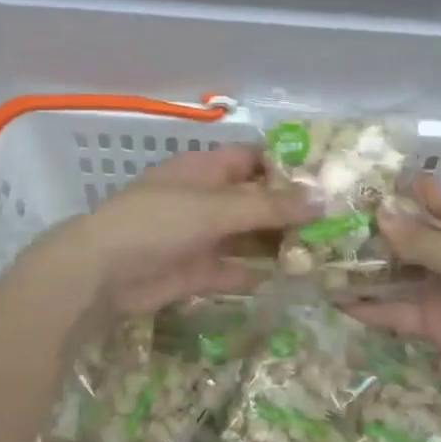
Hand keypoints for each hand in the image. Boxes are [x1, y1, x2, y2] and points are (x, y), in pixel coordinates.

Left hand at [53, 145, 317, 317]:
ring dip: (280, 244)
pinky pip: (236, 270)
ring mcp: (202, 236)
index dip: (288, 167)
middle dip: (291, 211)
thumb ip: (268, 206)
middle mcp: (207, 199)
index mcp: (207, 170)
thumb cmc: (158, 222)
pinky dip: (260, 275)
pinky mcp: (198, 271)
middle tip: (339, 224)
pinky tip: (294, 282)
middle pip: (257, 200)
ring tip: (326, 253)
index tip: (329, 179)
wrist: (102, 273)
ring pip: (249, 236)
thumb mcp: (215, 208)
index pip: (255, 159)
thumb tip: (322, 196)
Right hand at [343, 176, 440, 433]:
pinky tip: (335, 301)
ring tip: (315, 260)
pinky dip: (370, 307)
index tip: (353, 180)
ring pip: (396, 274)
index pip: (431, 199)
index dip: (398, 189)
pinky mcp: (438, 328)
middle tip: (318, 222)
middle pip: (406, 237)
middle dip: (369, 230)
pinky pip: (398, 312)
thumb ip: (424, 240)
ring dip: (363, 269)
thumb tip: (379, 212)